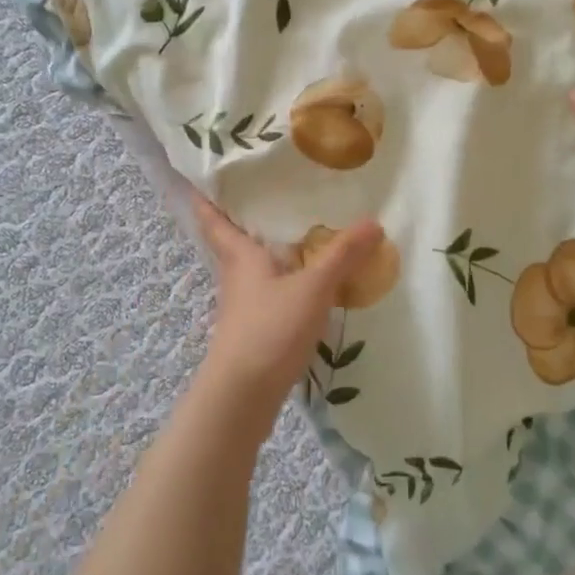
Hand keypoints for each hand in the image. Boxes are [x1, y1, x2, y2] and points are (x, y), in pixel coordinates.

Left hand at [190, 195, 383, 411]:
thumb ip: (342, 255)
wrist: (243, 397)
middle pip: (234, 241)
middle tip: (268, 192)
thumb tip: (373, 221)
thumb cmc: (269, 330)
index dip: (204, 197)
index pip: (213, 218)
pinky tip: (307, 284)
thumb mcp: (313, 288)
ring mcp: (243, 306)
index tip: (201, 177)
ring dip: (268, 251)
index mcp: (240, 256)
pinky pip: (269, 293)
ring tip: (298, 233)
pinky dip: (284, 281)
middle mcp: (236, 276)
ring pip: (253, 268)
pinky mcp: (254, 330)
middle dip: (245, 218)